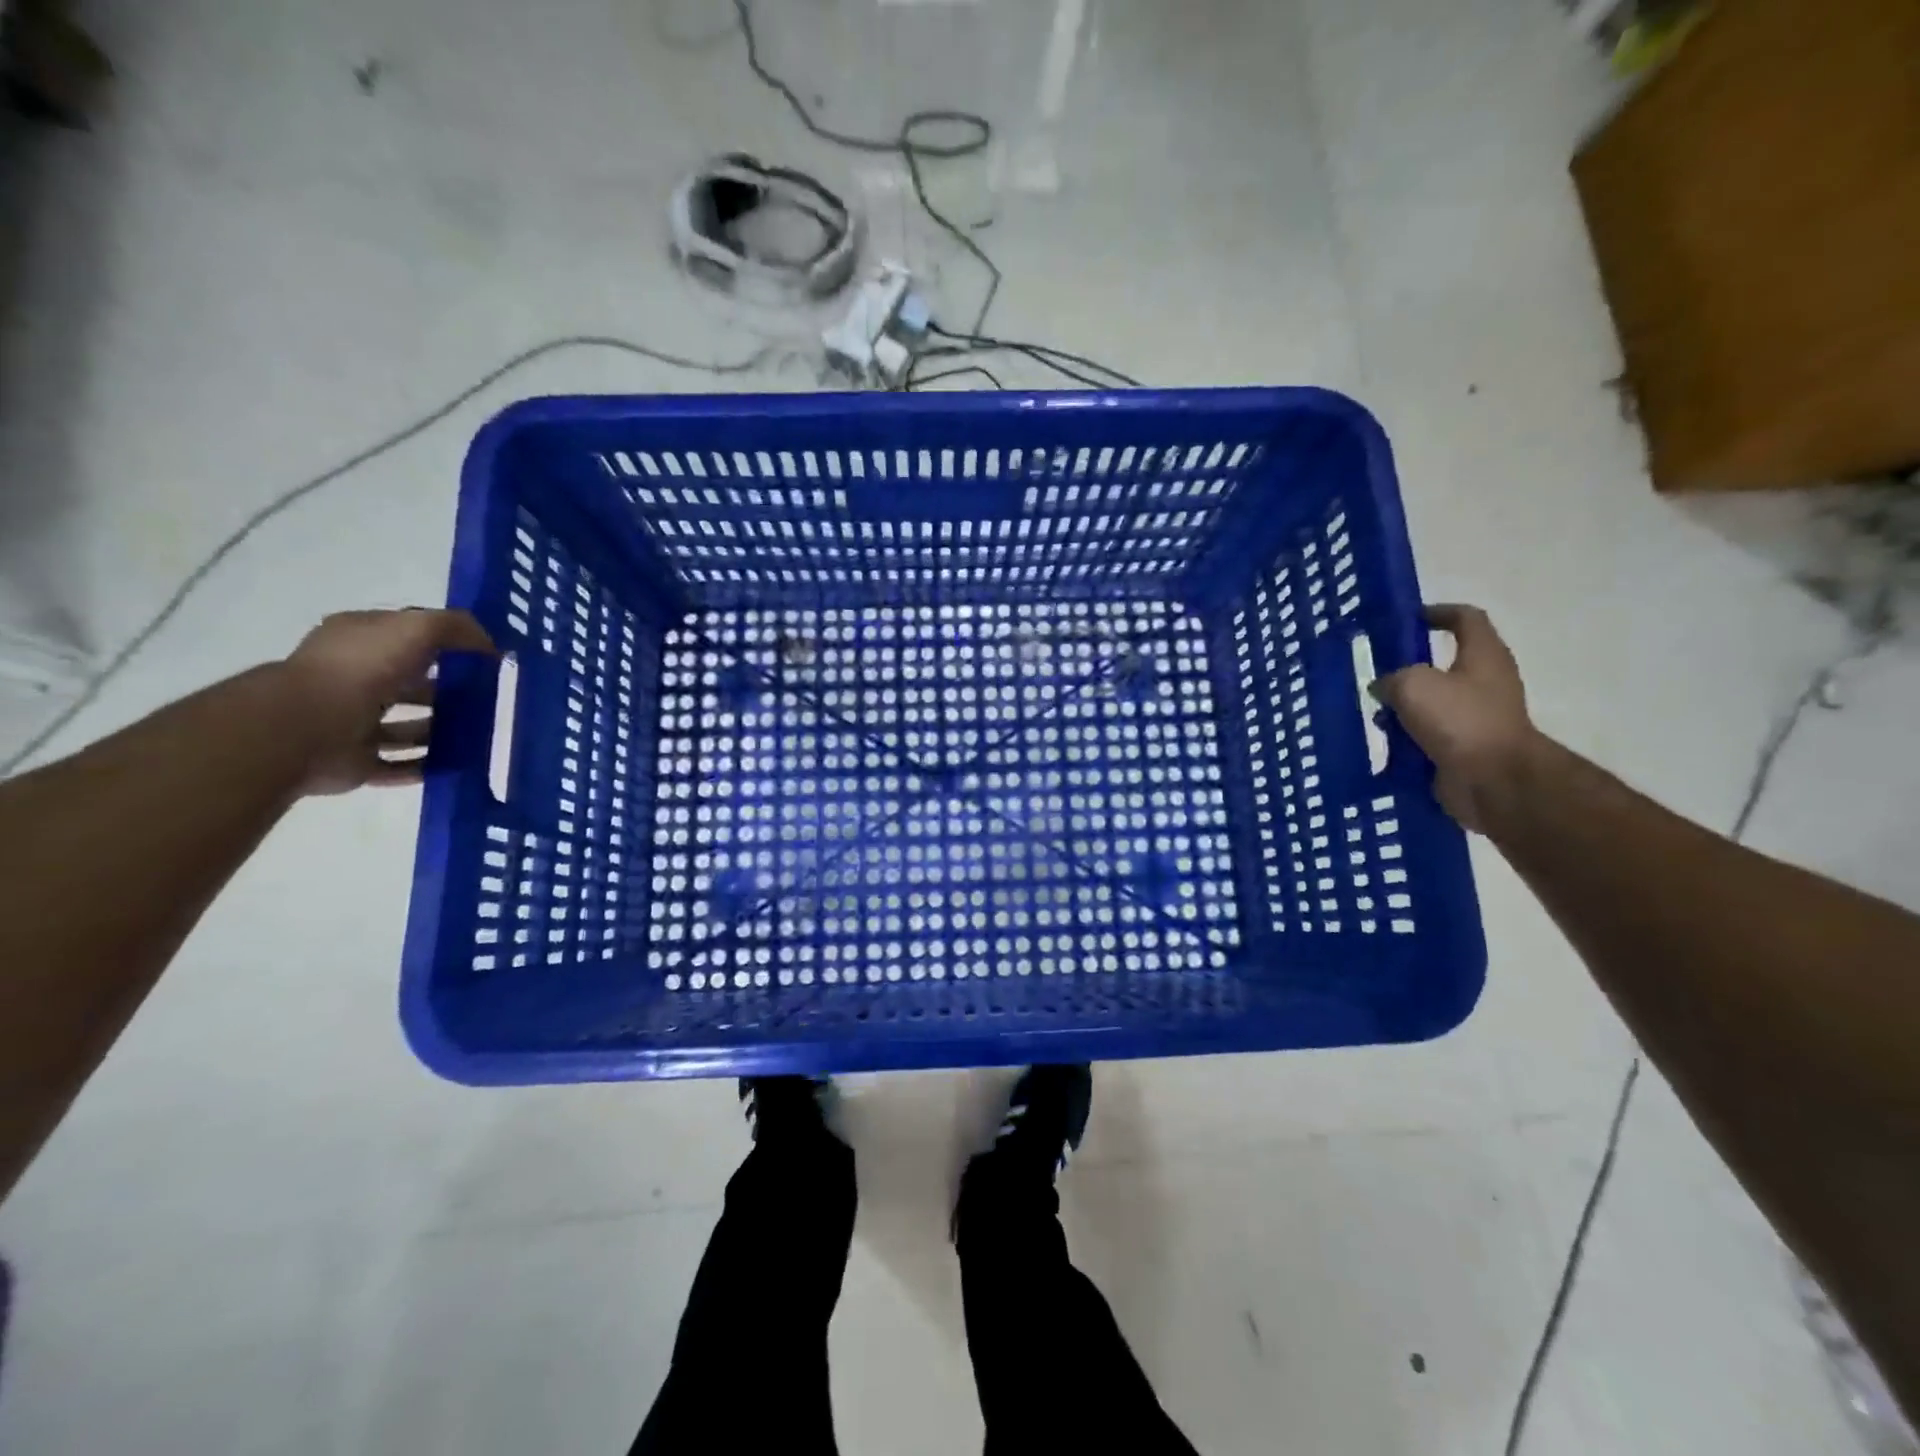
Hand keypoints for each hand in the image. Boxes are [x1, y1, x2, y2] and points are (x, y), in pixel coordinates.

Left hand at [282, 609, 495, 795]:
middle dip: (448, 692)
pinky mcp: (355, 761)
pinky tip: (459, 764)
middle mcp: (352, 679)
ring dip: (440, 730)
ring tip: (482, 735)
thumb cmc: (361, 670)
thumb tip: (490, 646)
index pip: (407, 637)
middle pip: (410, 684)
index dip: (446, 643)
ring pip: (406, 726)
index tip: (486, 659)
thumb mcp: (416, 629)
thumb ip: (455, 628)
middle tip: (492, 701)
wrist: (306, 729)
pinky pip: (399, 764)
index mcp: (358, 642)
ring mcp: (351, 722)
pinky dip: (425, 765)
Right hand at [1370, 604, 1538, 833]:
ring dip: (1404, 707)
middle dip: (1409, 667)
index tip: (1406, 619)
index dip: (1437, 612)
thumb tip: (1383, 688)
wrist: (1493, 781)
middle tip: (1376, 671)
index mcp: (1483, 655)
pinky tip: (1384, 742)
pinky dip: (1408, 737)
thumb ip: (1391, 678)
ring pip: (1432, 702)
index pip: (1465, 618)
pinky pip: (1429, 735)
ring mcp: (1477, 717)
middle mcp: (1485, 681)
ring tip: (1374, 712)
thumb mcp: (1413, 685)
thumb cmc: (1459, 720)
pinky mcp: (1466, 748)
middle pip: (1443, 663)